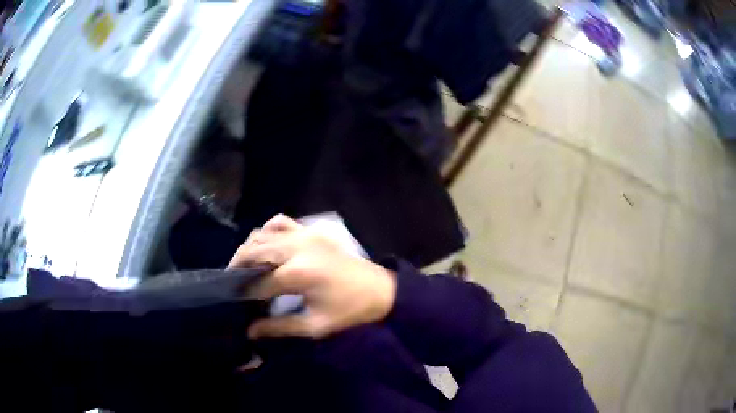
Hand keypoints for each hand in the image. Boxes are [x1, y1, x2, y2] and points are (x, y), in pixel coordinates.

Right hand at [228, 215, 396, 338]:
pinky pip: (280, 221)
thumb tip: (250, 331)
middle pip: (252, 250)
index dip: (243, 292)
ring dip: (249, 249)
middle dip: (237, 266)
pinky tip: (267, 246)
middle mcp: (295, 248)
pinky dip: (267, 231)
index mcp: (297, 273)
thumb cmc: (349, 311)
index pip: (257, 282)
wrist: (380, 290)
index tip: (234, 301)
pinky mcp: (311, 231)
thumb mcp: (315, 326)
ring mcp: (303, 234)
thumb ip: (280, 327)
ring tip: (245, 268)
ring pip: (261, 234)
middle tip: (232, 283)